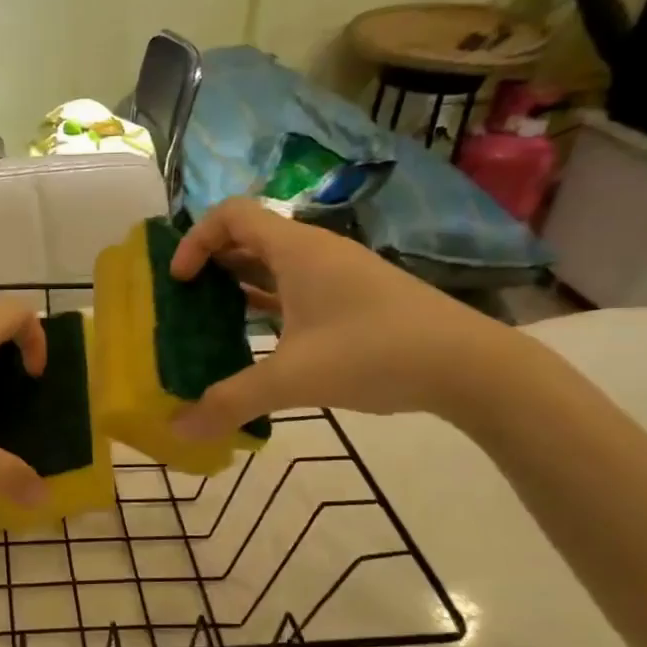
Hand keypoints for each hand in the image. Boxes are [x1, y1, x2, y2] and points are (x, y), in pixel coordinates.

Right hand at [169, 198, 519, 436]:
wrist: (469, 366)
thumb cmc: (374, 352)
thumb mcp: (293, 379)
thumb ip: (230, 402)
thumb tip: (177, 430)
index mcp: (296, 250)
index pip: (231, 215)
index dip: (194, 240)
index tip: (179, 281)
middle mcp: (315, 253)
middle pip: (249, 239)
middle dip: (210, 264)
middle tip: (184, 302)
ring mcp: (339, 276)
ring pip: (274, 267)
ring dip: (238, 287)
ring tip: (211, 322)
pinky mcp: (355, 301)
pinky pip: (296, 292)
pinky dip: (268, 307)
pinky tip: (257, 342)